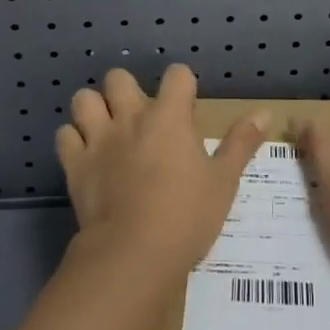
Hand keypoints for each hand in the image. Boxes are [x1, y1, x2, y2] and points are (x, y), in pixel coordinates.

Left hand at [56, 63, 266, 273]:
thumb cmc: (187, 215)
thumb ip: (241, 143)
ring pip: (84, 100)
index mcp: (169, 116)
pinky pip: (64, 136)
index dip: (183, 86)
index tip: (187, 109)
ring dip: (94, 109)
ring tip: (107, 130)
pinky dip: (73, 141)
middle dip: (128, 90)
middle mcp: (130, 117)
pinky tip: (86, 156)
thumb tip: (265, 112)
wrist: (133, 254)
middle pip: (119, 78)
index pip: (177, 74)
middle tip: (141, 118)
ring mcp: (98, 139)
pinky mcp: (75, 165)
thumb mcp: (224, 181)